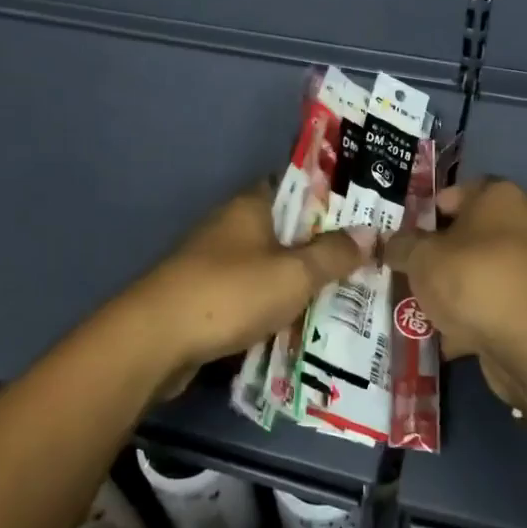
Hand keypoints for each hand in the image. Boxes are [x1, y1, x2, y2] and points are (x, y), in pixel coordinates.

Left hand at [121, 183, 371, 386]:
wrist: (155, 341)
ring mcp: (215, 262)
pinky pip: (252, 294)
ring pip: (270, 264)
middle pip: (286, 228)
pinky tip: (302, 323)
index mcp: (251, 205)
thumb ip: (333, 254)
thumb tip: (371, 232)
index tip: (366, 212)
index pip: (297, 186)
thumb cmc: (229, 293)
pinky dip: (275, 305)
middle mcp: (231, 225)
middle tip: (367, 260)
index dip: (331, 197)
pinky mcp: (205, 297)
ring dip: (299, 279)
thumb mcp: (293, 274)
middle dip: (322, 245)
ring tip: (346, 294)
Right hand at [382, 177, 526, 407]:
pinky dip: (467, 320)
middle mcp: (521, 226)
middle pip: (464, 237)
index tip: (397, 237)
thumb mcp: (422, 258)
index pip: (453, 193)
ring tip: (411, 309)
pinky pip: (489, 307)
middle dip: (431, 258)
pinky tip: (438, 337)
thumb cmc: (476, 281)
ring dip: (447, 292)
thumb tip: (390, 244)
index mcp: (499, 197)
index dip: (422, 213)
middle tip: (399, 273)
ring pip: (475, 274)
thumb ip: (401, 247)